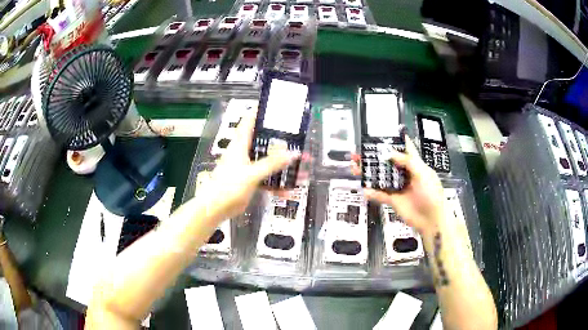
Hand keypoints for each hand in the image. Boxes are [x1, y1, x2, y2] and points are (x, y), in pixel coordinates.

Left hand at [197, 110, 298, 220]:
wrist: (215, 208)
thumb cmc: (229, 186)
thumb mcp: (252, 173)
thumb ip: (272, 163)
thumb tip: (294, 153)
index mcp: (240, 144)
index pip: (249, 120)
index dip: (261, 111)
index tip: (276, 107)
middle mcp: (244, 152)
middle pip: (264, 141)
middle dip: (282, 142)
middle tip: (300, 141)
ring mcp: (247, 167)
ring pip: (268, 161)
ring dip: (283, 165)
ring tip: (302, 167)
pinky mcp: (249, 181)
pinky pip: (266, 178)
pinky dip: (277, 183)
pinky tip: (289, 190)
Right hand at [352, 135, 444, 235]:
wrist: (431, 219)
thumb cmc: (431, 193)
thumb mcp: (423, 174)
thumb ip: (407, 162)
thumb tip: (390, 152)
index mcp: (414, 164)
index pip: (404, 149)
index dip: (394, 141)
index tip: (380, 134)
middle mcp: (405, 174)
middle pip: (387, 163)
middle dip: (374, 157)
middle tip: (359, 153)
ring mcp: (398, 187)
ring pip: (381, 177)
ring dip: (368, 173)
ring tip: (354, 167)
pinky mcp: (393, 200)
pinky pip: (380, 195)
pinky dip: (372, 192)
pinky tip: (363, 189)